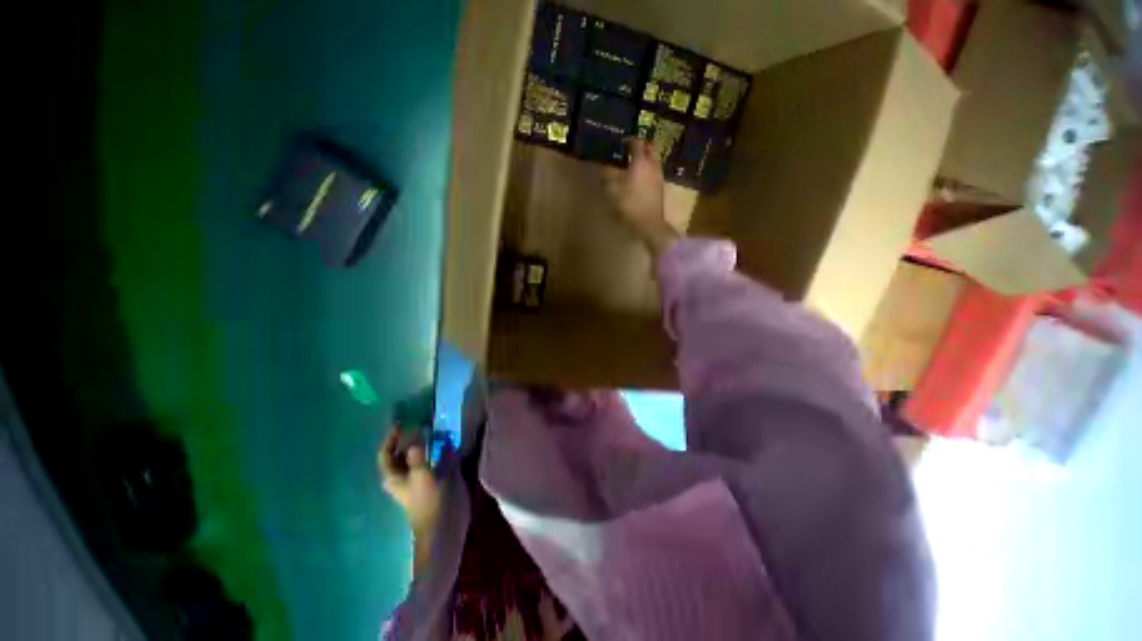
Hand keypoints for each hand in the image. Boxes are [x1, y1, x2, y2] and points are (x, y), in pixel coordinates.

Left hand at [378, 427, 441, 538]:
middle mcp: (404, 475)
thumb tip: (415, 436)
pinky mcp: (435, 477)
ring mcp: (420, 476)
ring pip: (418, 454)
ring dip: (425, 441)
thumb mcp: (422, 476)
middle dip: (408, 438)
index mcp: (394, 476)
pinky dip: (437, 448)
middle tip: (421, 423)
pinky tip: (446, 440)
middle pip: (401, 453)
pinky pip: (433, 457)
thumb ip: (417, 455)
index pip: (386, 453)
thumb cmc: (429, 501)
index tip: (402, 423)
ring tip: (435, 428)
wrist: (446, 524)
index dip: (391, 438)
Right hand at [603, 139, 678, 255]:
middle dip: (641, 147)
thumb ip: (607, 175)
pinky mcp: (660, 189)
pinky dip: (647, 172)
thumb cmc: (629, 205)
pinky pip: (654, 173)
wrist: (649, 224)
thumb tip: (603, 166)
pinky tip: (639, 180)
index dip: (628, 141)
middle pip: (650, 148)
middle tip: (630, 151)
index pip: (637, 142)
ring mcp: (658, 177)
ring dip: (645, 160)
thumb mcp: (612, 190)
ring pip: (653, 161)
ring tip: (633, 166)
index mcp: (641, 162)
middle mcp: (652, 165)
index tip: (621, 144)